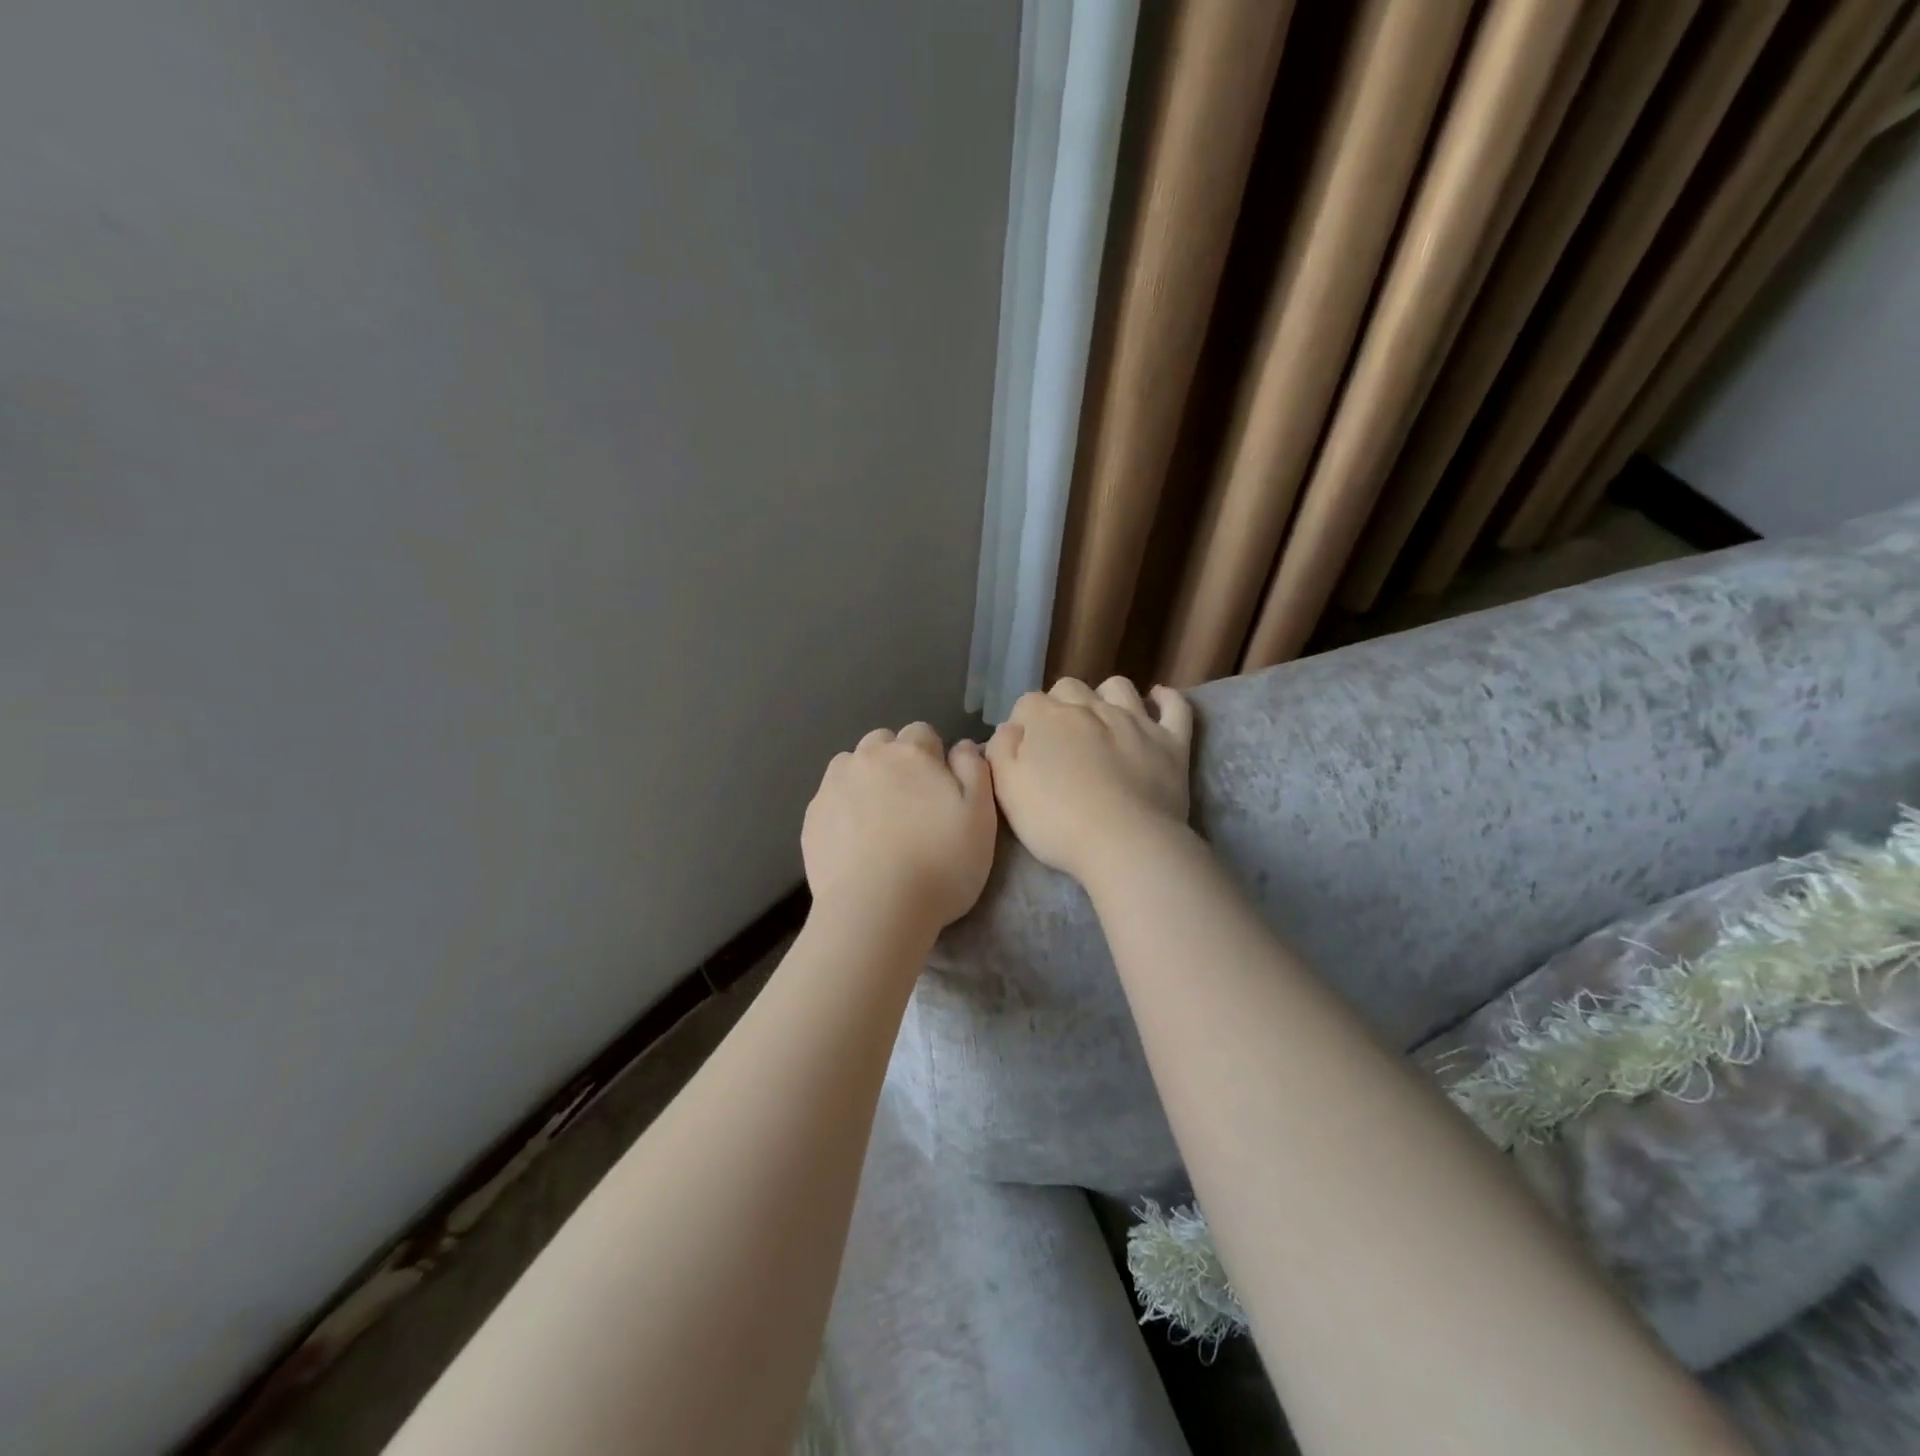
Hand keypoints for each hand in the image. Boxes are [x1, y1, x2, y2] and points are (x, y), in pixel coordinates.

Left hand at [802, 723, 997, 939]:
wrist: (875, 909)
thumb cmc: (940, 863)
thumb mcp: (981, 817)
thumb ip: (975, 770)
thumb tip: (963, 746)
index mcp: (911, 752)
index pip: (922, 733)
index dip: (933, 757)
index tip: (940, 789)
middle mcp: (868, 758)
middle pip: (882, 742)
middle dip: (896, 761)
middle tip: (910, 803)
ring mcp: (833, 786)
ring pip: (851, 766)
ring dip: (865, 779)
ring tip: (878, 819)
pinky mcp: (812, 817)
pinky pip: (830, 798)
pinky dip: (843, 808)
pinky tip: (854, 841)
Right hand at [986, 678, 1192, 883]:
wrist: (1124, 843)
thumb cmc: (1056, 821)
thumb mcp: (1006, 790)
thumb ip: (1001, 750)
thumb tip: (1011, 728)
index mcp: (1047, 718)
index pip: (1027, 703)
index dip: (1024, 725)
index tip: (1025, 752)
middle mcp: (1090, 708)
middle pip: (1069, 688)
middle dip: (1061, 705)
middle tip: (1061, 741)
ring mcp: (1135, 721)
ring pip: (1118, 687)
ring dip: (1106, 696)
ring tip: (1102, 721)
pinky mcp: (1172, 741)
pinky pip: (1175, 707)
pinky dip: (1166, 700)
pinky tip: (1158, 700)